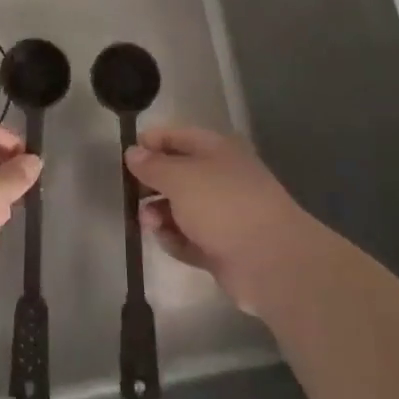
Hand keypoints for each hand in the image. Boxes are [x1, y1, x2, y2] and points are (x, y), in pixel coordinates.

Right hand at [125, 127, 319, 315]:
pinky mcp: (223, 248)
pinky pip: (190, 238)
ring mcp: (224, 215)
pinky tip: (165, 241)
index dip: (150, 143)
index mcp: (217, 150)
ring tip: (149, 223)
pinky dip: (175, 239)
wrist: (273, 262)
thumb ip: (152, 165)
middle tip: (133, 195)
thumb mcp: (180, 178)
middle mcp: (221, 178)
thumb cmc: (223, 205)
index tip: (126, 156)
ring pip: (181, 209)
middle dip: (152, 184)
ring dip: (160, 214)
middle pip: (178, 174)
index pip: (177, 137)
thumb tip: (133, 152)